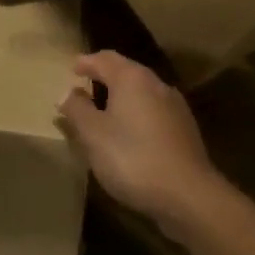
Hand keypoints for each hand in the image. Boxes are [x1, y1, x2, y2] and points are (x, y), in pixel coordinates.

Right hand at [57, 51, 224, 233]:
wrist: (188, 195)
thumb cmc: (132, 158)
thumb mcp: (93, 134)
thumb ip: (77, 109)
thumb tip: (67, 92)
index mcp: (132, 78)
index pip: (105, 59)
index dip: (86, 62)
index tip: (72, 69)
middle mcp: (156, 84)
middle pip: (126, 71)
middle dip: (104, 76)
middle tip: (85, 86)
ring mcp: (175, 107)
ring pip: (141, 92)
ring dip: (121, 97)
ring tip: (103, 110)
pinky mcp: (184, 130)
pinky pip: (153, 111)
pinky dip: (136, 113)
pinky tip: (129, 133)